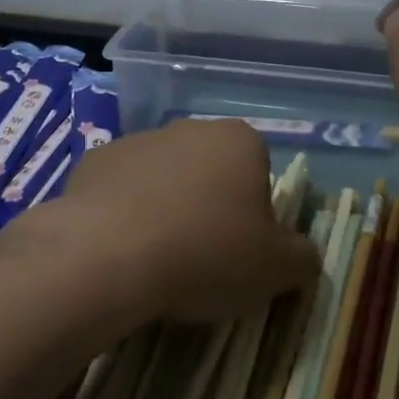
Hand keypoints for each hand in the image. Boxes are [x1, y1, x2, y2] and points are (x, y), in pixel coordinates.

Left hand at [41, 118, 319, 324]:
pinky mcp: (94, 161)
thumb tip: (304, 256)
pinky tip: (119, 249)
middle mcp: (189, 129)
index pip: (259, 171)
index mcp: (239, 141)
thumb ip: (302, 257)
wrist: (107, 254)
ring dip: (165, 208)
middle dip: (209, 206)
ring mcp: (137, 141)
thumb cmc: (206, 253)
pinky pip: (120, 190)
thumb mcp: (276, 269)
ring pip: (163, 178)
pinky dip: (123, 213)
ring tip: (156, 259)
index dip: (255, 213)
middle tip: (203, 258)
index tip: (242, 251)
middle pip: (210, 170)